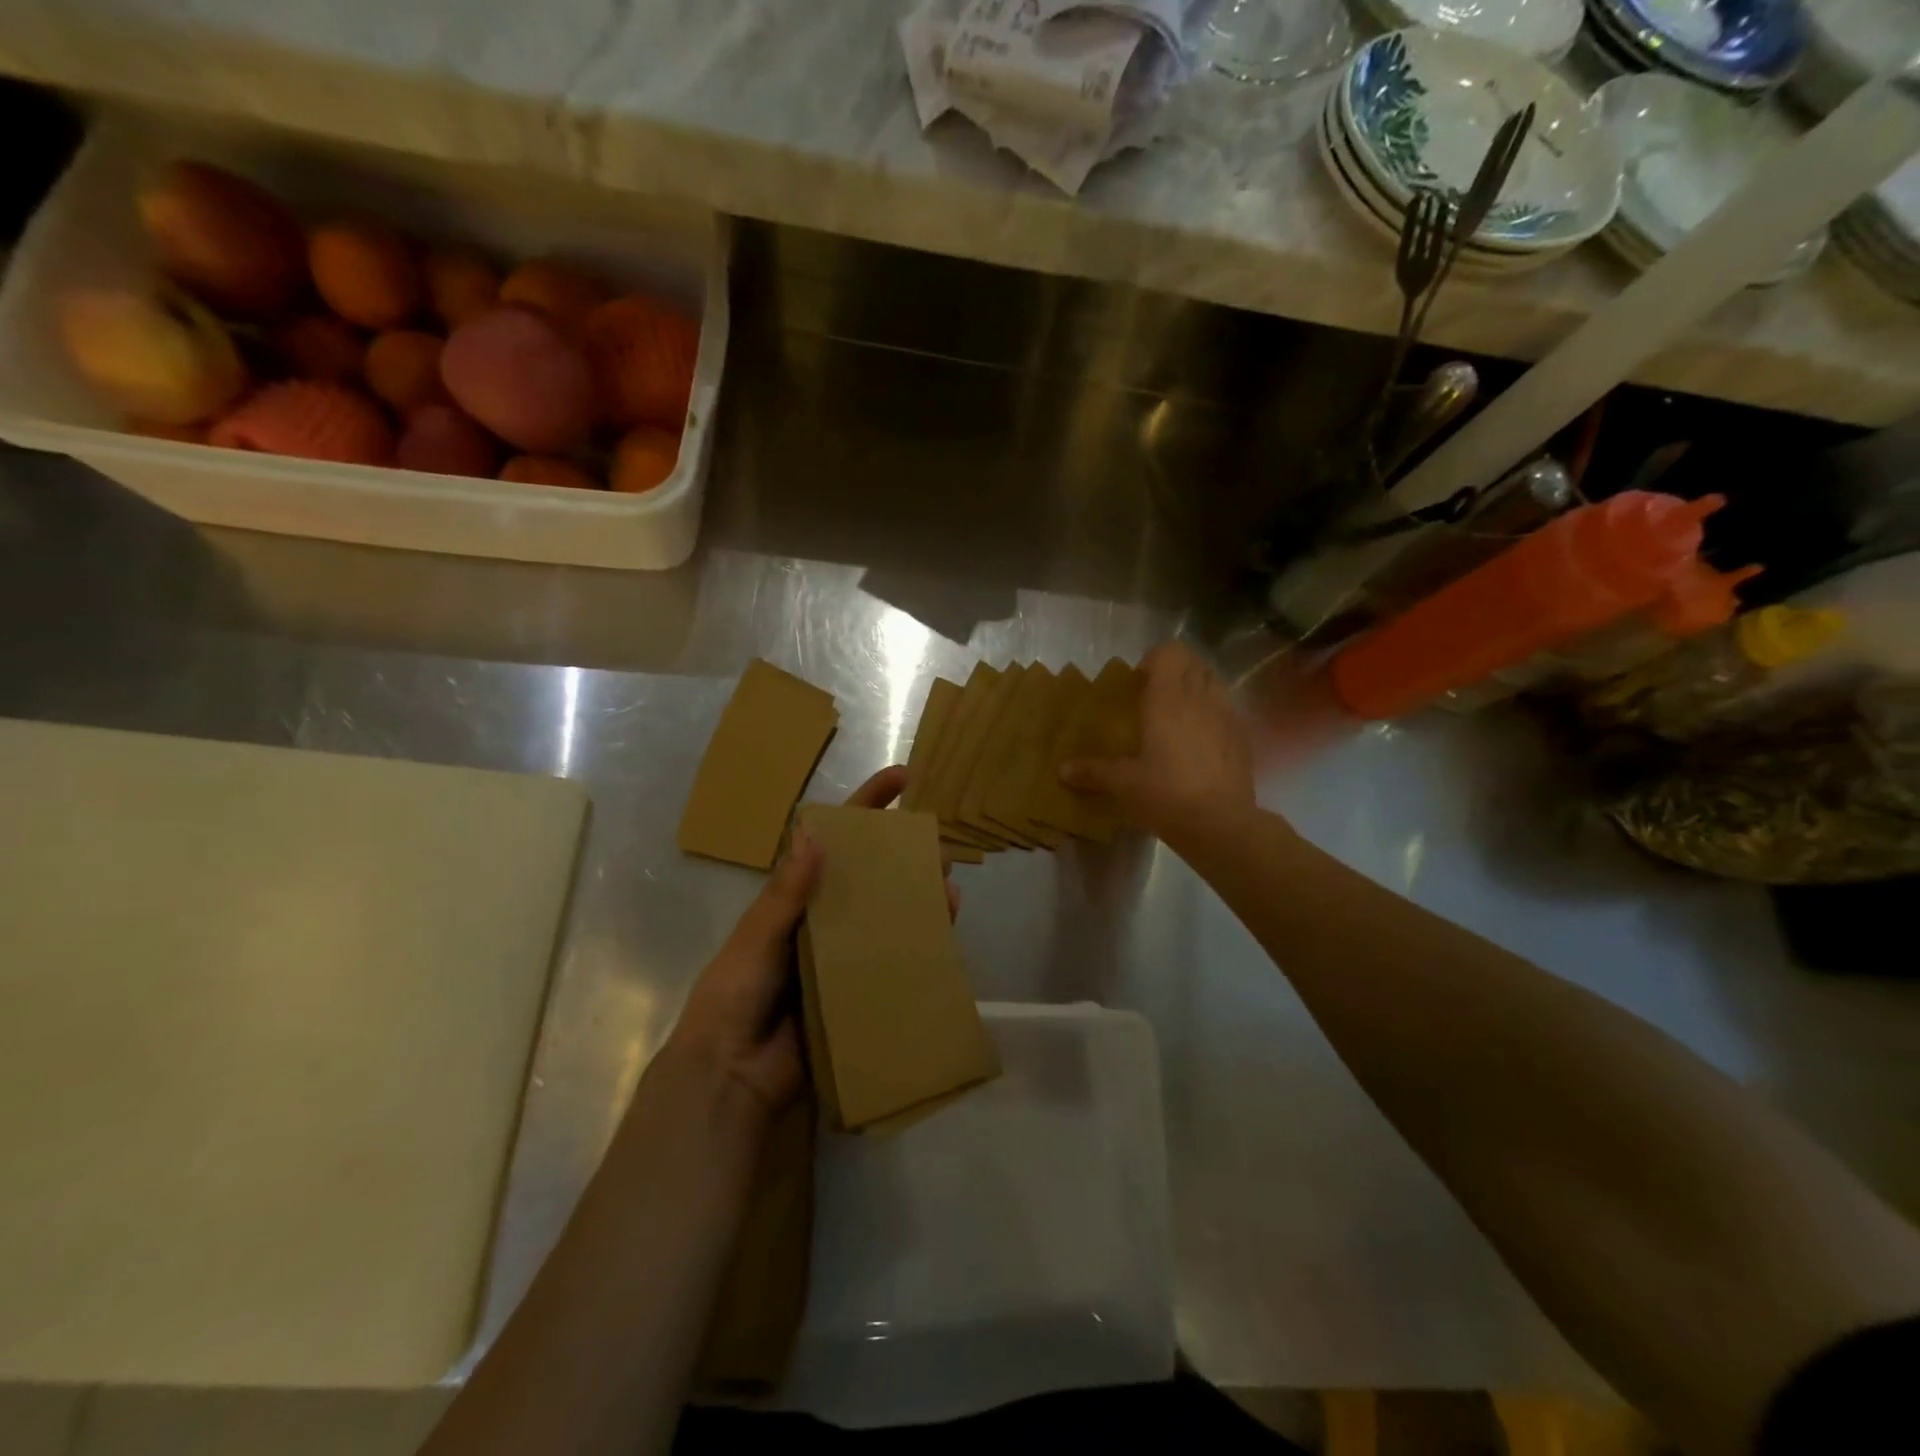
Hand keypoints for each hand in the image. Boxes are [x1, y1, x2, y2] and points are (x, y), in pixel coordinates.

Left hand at [665, 765, 954, 1122]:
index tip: (902, 778)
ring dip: (918, 897)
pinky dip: (920, 943)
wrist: (731, 1075)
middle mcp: (824, 920)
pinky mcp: (861, 990)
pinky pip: (895, 960)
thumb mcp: (757, 938)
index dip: (866, 807)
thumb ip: (786, 894)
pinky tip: (944, 932)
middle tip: (936, 843)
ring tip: (947, 884)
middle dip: (902, 855)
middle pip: (870, 877)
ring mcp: (845, 956)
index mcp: (795, 899)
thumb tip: (818, 837)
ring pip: (889, 915)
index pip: (833, 842)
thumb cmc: (735, 995)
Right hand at [1059, 641, 1255, 839]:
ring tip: (1179, 716)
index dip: (1154, 659)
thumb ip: (1092, 771)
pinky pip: (1227, 709)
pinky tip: (1201, 742)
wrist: (1220, 824)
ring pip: (1214, 682)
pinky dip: (1213, 713)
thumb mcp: (1123, 783)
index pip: (1169, 652)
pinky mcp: (1243, 737)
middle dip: (1175, 671)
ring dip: (1197, 688)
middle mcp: (1200, 697)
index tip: (1139, 682)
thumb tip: (1061, 770)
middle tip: (1155, 697)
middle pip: (1193, 662)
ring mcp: (1227, 715)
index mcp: (1168, 698)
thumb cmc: (1165, 794)